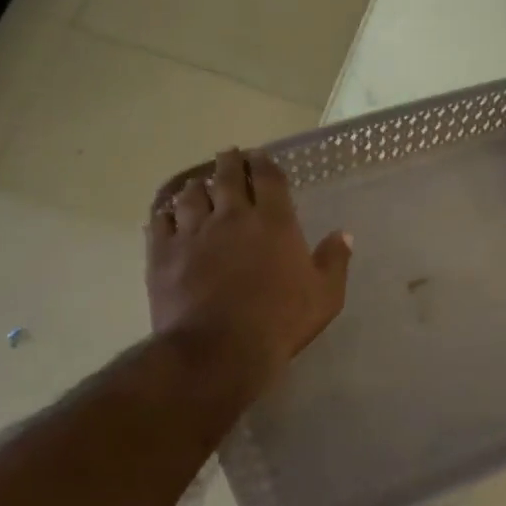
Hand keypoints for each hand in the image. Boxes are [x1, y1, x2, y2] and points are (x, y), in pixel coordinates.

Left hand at [146, 149, 351, 390]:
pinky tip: (166, 215)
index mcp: (273, 221)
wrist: (219, 350)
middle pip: (227, 176)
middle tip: (228, 155)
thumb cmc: (280, 321)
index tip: (260, 156)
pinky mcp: (163, 254)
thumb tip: (344, 234)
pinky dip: (165, 214)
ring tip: (198, 184)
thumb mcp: (325, 295)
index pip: (268, 178)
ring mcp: (193, 233)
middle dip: (229, 162)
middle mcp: (232, 217)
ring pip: (190, 195)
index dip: (264, 163)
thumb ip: (334, 261)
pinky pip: (160, 223)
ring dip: (196, 185)